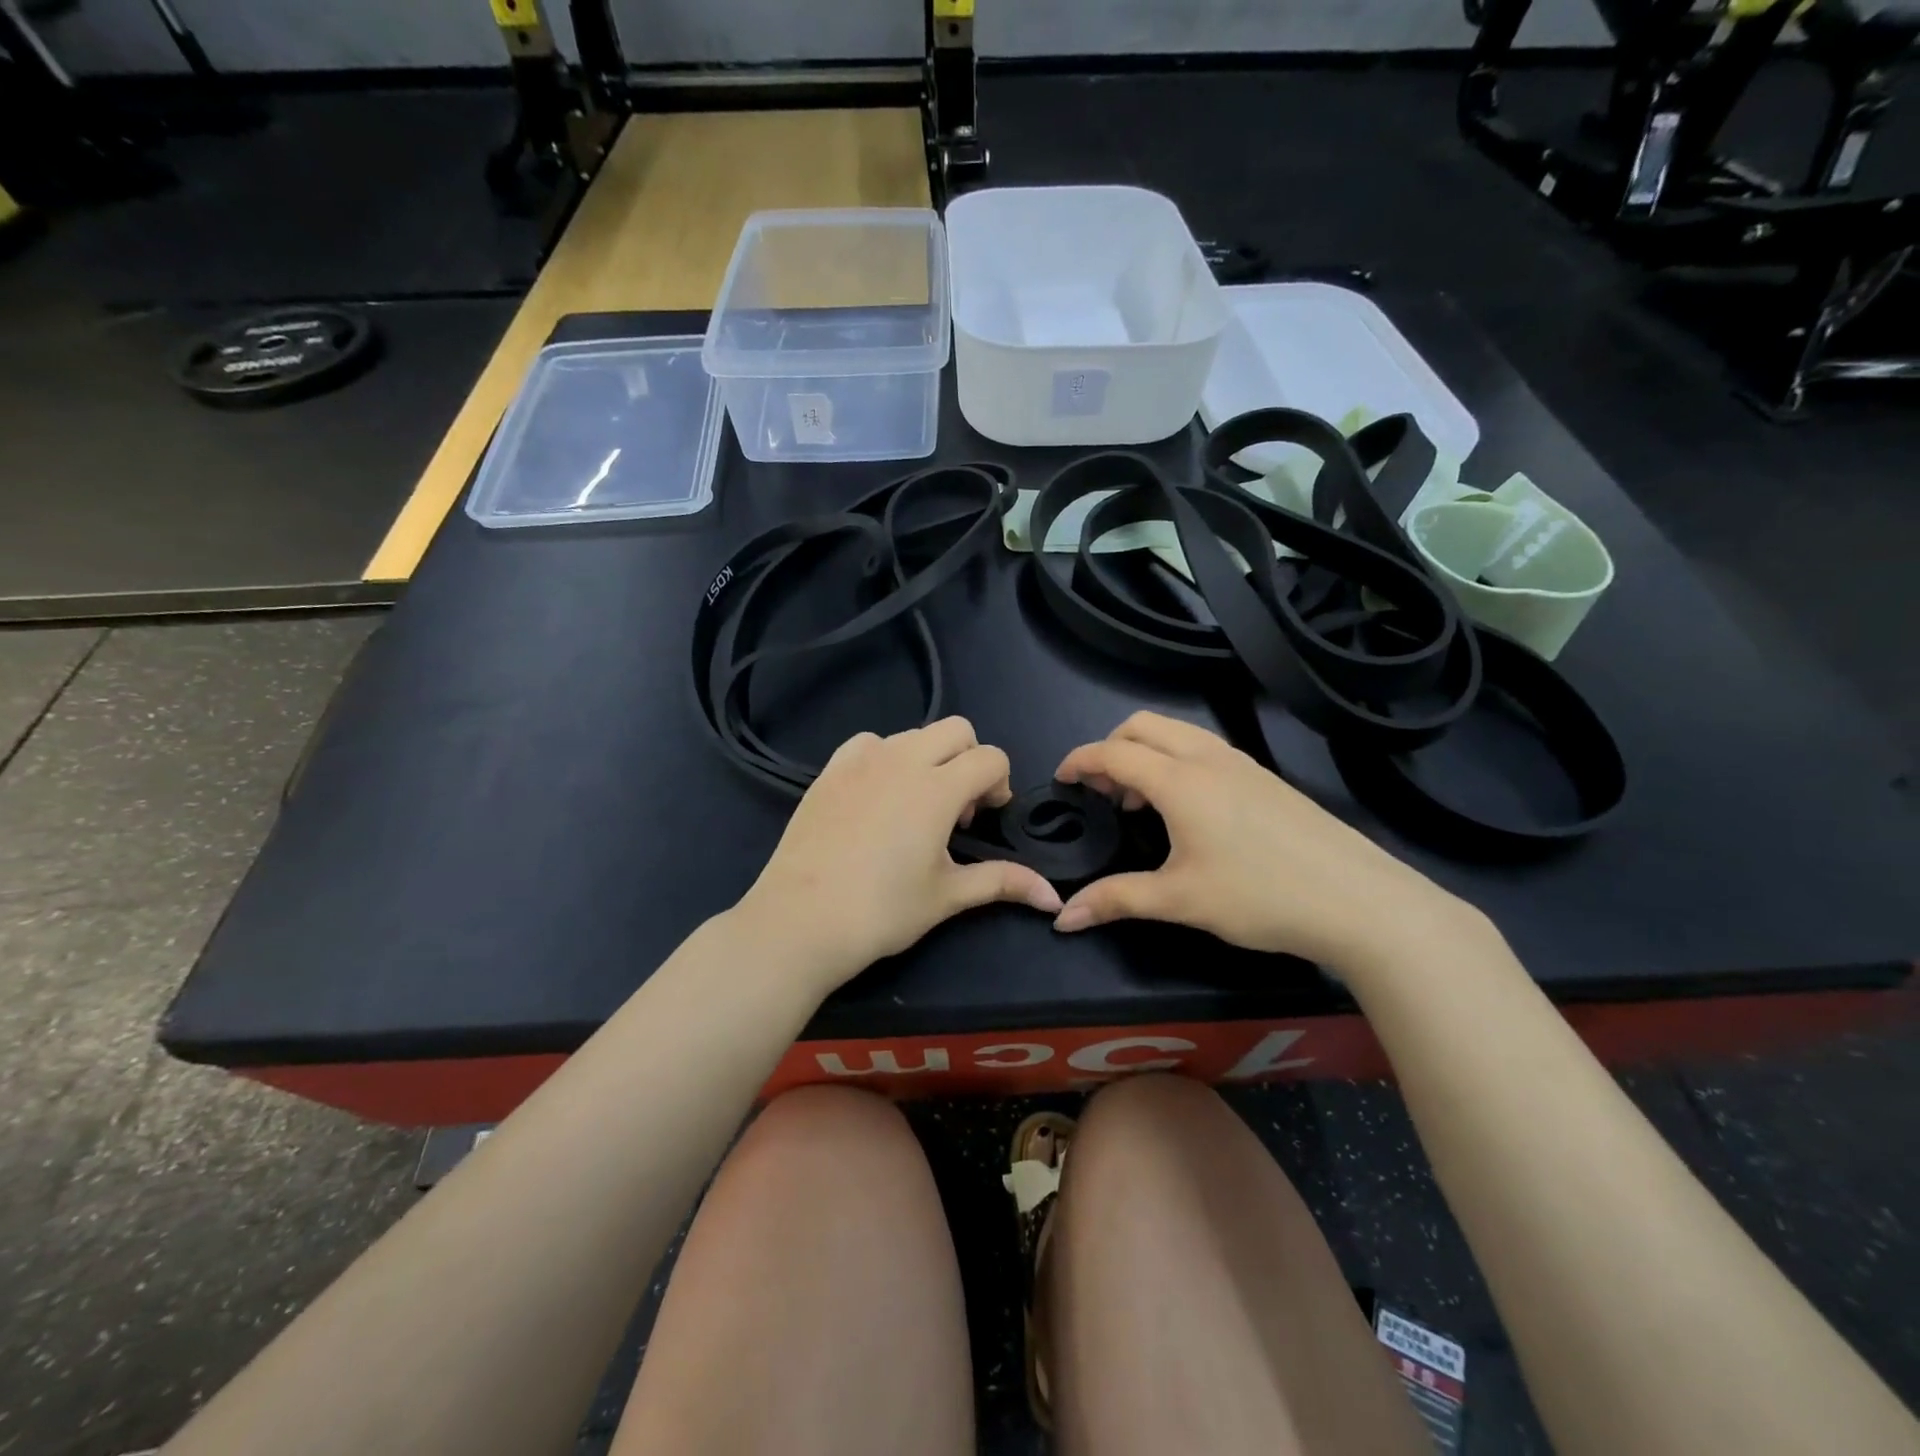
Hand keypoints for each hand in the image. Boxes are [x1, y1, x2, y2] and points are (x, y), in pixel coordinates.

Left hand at [735, 718, 1063, 994]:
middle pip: (956, 729)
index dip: (1000, 784)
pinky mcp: (830, 770)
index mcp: (938, 787)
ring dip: (929, 758)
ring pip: (913, 734)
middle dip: (969, 759)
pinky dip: (885, 757)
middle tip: (957, 808)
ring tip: (915, 806)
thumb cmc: (882, 911)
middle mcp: (902, 759)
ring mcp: (861, 760)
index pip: (991, 757)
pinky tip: (877, 797)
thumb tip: (1053, 897)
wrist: (800, 921)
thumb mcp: (948, 895)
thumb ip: (1003, 882)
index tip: (986, 819)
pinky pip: (869, 743)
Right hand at [1051, 712, 1482, 974]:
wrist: (1359, 901)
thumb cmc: (1260, 896)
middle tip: (1100, 791)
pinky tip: (1186, 808)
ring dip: (1145, 752)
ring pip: (1177, 732)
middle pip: (1142, 726)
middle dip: (1110, 747)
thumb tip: (1062, 918)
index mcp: (1180, 780)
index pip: (1114, 753)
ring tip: (1139, 801)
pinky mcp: (1265, 777)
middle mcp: (1208, 758)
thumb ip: (1116, 900)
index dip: (1080, 761)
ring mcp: (1241, 763)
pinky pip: (1203, 748)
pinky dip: (1175, 760)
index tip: (1060, 779)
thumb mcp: (1180, 900)